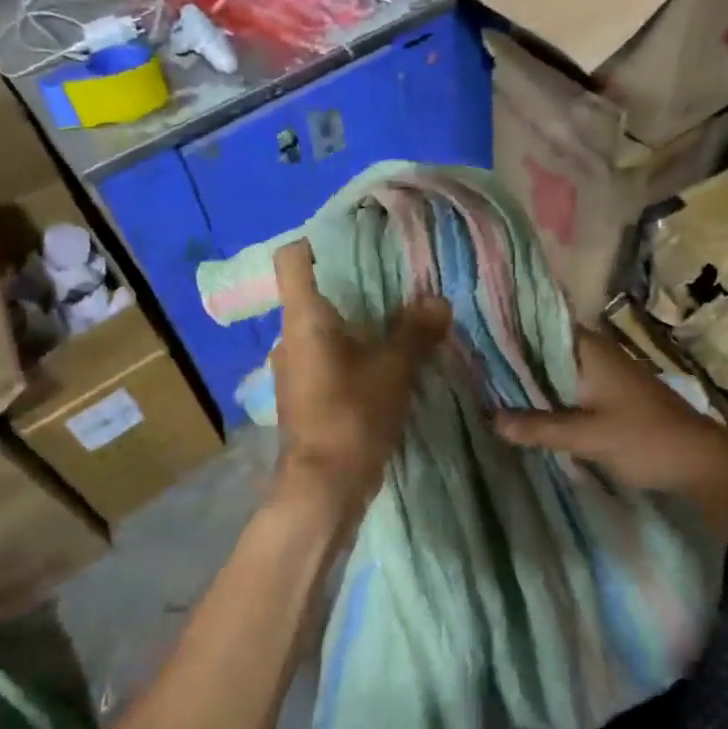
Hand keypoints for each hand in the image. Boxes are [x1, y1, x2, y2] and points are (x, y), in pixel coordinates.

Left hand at [271, 239, 450, 510]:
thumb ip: (415, 332)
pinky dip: (352, 352)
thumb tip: (438, 300)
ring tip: (397, 319)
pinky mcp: (304, 395)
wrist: (323, 488)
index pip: (292, 260)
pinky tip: (384, 361)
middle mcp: (289, 338)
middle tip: (395, 279)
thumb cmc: (352, 417)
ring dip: (355, 322)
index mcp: (303, 319)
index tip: (355, 240)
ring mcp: (293, 369)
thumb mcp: (393, 370)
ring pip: (323, 329)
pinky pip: (327, 357)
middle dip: (352, 284)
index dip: (317, 242)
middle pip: (313, 293)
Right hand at [495, 328, 727, 494]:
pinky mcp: (609, 394)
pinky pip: (567, 386)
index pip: (539, 325)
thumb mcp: (587, 436)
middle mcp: (595, 353)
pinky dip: (546, 393)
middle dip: (511, 358)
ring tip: (485, 384)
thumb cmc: (644, 440)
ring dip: (528, 378)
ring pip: (555, 368)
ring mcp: (603, 373)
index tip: (473, 338)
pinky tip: (523, 406)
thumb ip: (539, 427)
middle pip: (543, 348)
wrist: (700, 463)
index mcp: (590, 350)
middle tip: (469, 366)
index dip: (506, 330)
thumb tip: (490, 419)